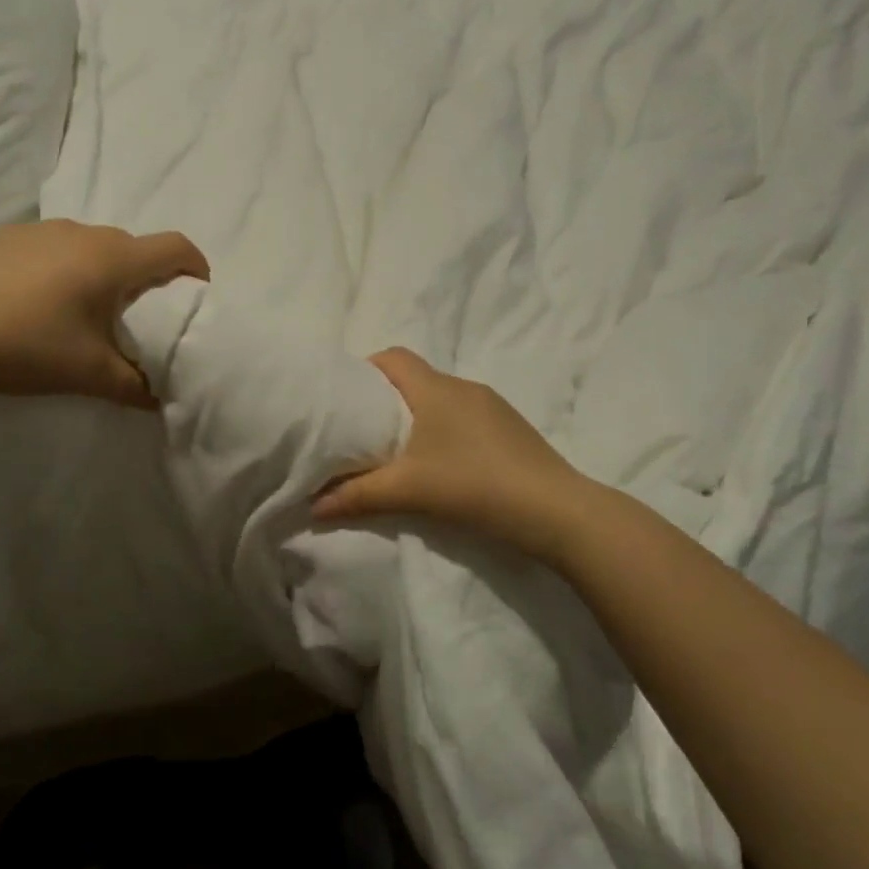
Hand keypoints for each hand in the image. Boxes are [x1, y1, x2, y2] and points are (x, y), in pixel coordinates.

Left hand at [0, 219, 208, 405]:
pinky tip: (36, 303)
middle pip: (134, 249)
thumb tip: (162, 398)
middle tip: (136, 320)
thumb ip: (136, 386)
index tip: (195, 294)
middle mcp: (83, 233)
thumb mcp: (90, 375)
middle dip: (146, 280)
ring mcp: (41, 230)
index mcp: (113, 260)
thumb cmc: (25, 347)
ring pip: (92, 247)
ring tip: (82, 313)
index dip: (195, 267)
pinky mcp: (7, 236)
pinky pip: (54, 248)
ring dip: (101, 274)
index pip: (175, 248)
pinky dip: (63, 269)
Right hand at [313, 348, 584, 560]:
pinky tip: (444, 466)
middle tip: (364, 432)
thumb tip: (312, 506)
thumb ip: (356, 496)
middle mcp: (465, 388)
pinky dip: (445, 431)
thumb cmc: (474, 486)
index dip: (366, 369)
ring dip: (418, 418)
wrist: (556, 512)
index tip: (347, 399)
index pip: (394, 357)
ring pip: (442, 400)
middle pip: (416, 379)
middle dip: (387, 399)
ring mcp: (494, 407)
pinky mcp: (512, 429)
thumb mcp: (407, 491)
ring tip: (400, 453)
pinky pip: (465, 418)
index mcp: (436, 389)